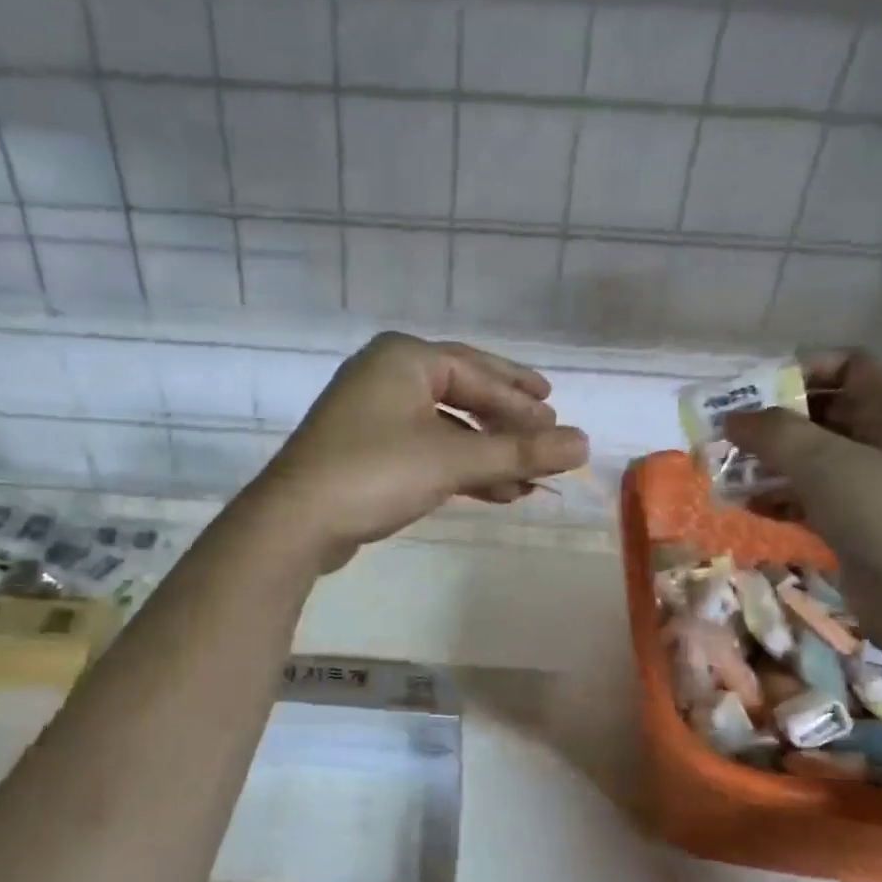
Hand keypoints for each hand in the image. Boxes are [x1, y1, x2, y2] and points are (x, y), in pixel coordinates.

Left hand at [253, 333, 588, 570]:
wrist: (296, 522)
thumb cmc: (376, 473)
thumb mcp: (453, 459)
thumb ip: (519, 452)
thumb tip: (585, 445)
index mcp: (403, 359)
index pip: (476, 372)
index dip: (521, 398)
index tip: (556, 419)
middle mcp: (385, 378)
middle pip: (462, 394)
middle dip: (505, 422)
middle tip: (545, 434)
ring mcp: (371, 417)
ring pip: (445, 429)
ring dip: (486, 454)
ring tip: (527, 480)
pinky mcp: (365, 454)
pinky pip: (425, 452)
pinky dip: (459, 470)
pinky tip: (493, 492)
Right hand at [724, 353, 881, 622]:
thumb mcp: (826, 463)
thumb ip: (773, 432)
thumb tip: (731, 417)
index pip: (844, 365)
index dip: (795, 372)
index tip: (748, 394)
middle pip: (822, 412)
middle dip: (771, 423)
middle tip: (722, 437)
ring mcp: (876, 482)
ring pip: (812, 458)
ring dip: (768, 463)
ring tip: (723, 473)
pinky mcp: (861, 521)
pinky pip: (812, 496)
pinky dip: (780, 497)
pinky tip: (745, 507)